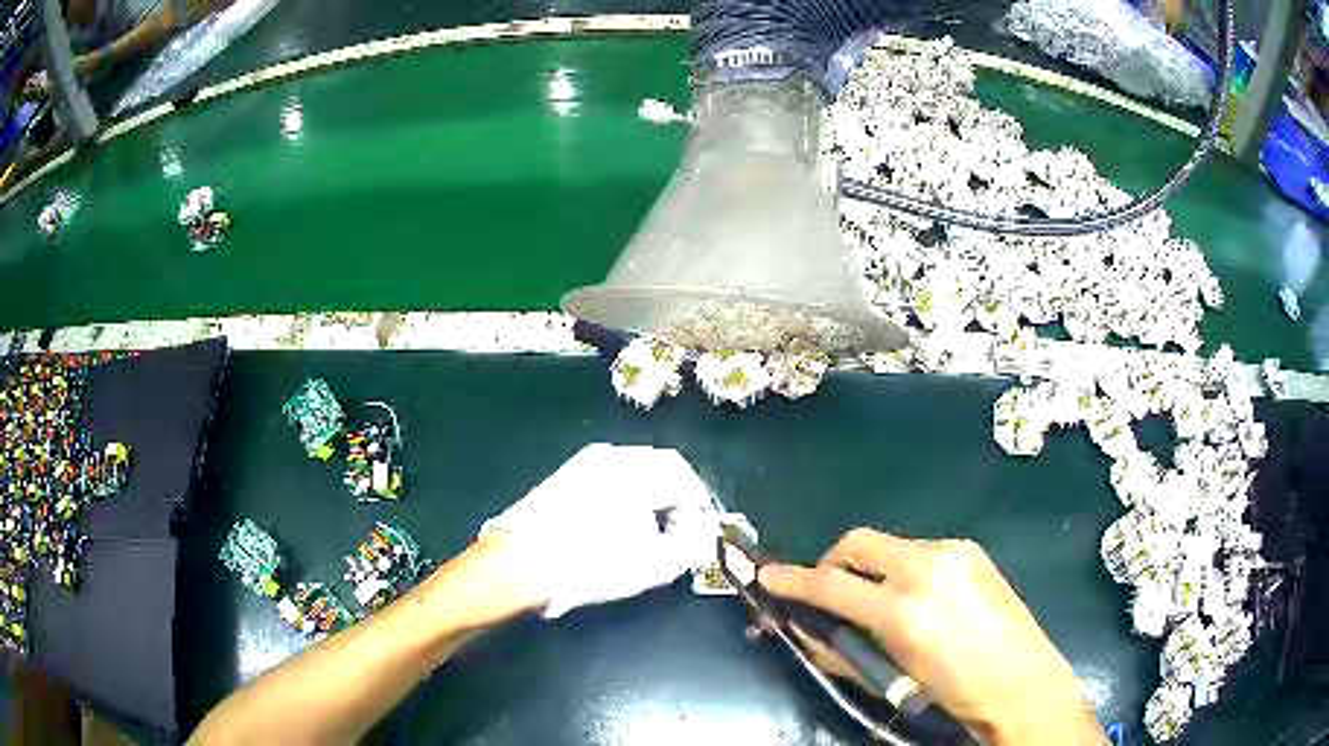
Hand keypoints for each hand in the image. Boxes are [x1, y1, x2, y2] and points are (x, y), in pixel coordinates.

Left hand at [480, 443, 718, 617]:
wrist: (520, 565)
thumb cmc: (591, 564)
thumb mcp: (655, 564)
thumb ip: (692, 545)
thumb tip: (704, 533)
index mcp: (636, 469)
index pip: (685, 476)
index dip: (700, 506)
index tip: (701, 534)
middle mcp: (611, 455)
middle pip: (660, 469)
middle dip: (676, 501)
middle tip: (678, 534)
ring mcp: (583, 463)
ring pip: (633, 473)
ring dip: (650, 499)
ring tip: (648, 535)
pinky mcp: (564, 477)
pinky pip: (608, 479)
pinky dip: (624, 498)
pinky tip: (616, 529)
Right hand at [759, 529, 1104, 745]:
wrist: (1024, 685)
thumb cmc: (954, 697)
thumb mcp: (891, 682)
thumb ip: (843, 651)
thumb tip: (808, 629)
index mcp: (905, 612)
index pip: (831, 585)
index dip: (792, 581)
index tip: (768, 577)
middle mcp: (928, 569)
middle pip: (858, 543)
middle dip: (832, 562)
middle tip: (826, 592)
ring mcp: (955, 553)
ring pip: (889, 545)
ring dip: (869, 567)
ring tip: (877, 602)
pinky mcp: (972, 551)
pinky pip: (920, 550)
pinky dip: (902, 568)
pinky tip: (915, 598)